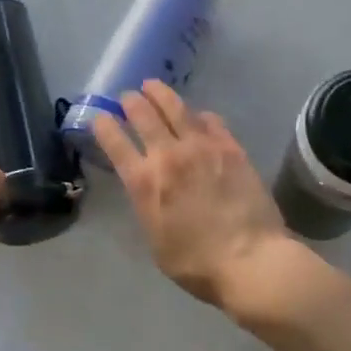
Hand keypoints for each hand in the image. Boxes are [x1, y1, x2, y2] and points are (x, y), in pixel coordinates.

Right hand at [92, 81, 297, 309]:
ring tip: (152, 86)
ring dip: (160, 94)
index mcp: (144, 182)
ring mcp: (202, 147)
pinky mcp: (231, 148)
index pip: (116, 143)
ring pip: (176, 108)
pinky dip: (198, 115)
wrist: (251, 260)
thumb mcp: (156, 240)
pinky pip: (211, 121)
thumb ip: (148, 206)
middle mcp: (169, 156)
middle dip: (131, 102)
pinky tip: (197, 115)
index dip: (104, 125)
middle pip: (144, 116)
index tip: (99, 117)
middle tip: (127, 96)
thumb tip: (149, 187)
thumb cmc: (197, 264)